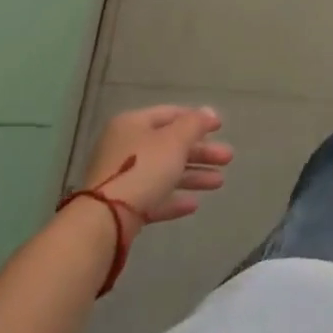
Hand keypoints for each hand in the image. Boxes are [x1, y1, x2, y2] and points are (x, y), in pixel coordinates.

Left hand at [82, 105, 233, 225]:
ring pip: (165, 172)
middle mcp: (125, 147)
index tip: (220, 128)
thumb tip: (209, 112)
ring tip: (219, 183)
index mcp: (133, 124)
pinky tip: (194, 205)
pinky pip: (154, 197)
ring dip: (193, 176)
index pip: (170, 114)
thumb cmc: (143, 169)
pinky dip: (174, 198)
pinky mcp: (122, 206)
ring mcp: (122, 178)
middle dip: (201, 152)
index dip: (197, 119)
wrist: (105, 220)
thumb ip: (194, 124)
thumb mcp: (175, 140)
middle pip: (170, 145)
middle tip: (227, 158)